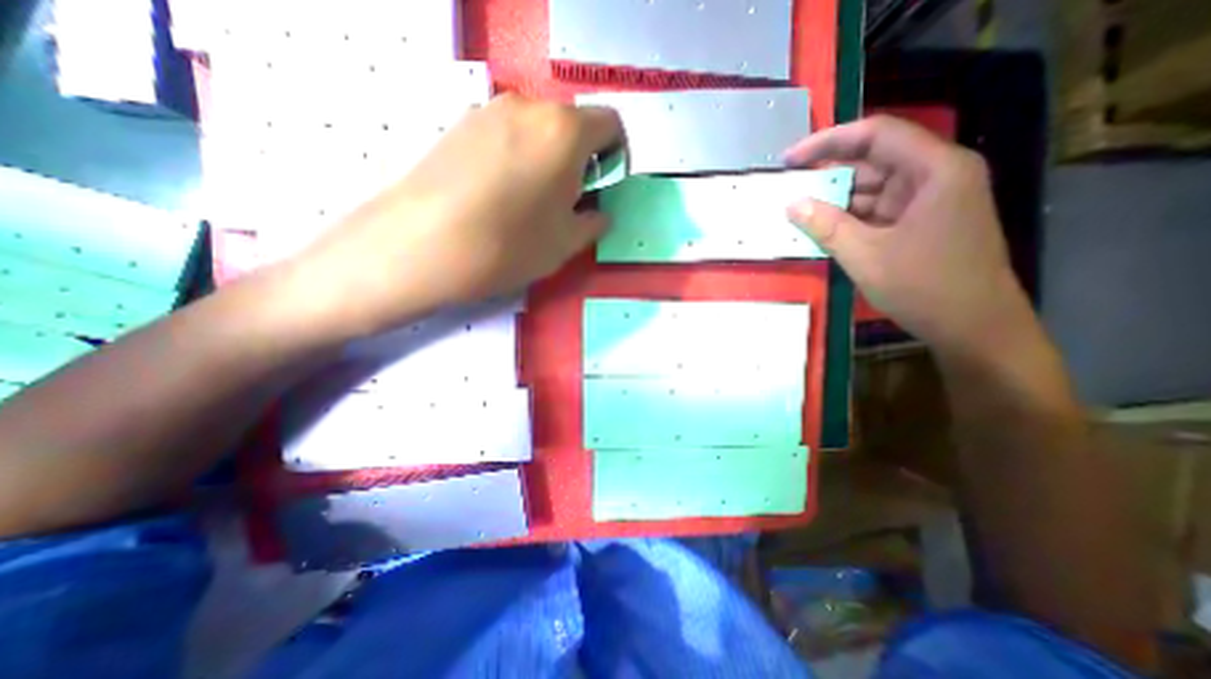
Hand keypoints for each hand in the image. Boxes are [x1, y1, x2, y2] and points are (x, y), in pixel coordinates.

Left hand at [287, 92, 618, 336]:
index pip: (611, 124)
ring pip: (537, 129)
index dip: (616, 155)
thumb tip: (599, 213)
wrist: (422, 245)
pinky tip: (500, 195)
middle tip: (569, 200)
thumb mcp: (566, 243)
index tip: (603, 186)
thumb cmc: (510, 245)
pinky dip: (517, 157)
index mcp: (565, 131)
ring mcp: (488, 111)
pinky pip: (505, 135)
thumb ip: (593, 222)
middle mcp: (528, 107)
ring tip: (531, 201)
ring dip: (548, 158)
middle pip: (572, 125)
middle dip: (581, 159)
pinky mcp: (459, 125)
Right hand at [786, 118, 1029, 353]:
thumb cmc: (925, 287)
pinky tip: (820, 227)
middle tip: (787, 188)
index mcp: (935, 170)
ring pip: (871, 187)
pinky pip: (875, 210)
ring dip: (834, 199)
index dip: (828, 142)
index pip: (876, 135)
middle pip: (873, 160)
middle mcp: (935, 175)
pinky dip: (848, 218)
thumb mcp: (866, 256)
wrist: (973, 327)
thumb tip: (791, 204)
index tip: (790, 159)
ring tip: (796, 210)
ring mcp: (928, 200)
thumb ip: (826, 226)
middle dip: (828, 174)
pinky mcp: (919, 221)